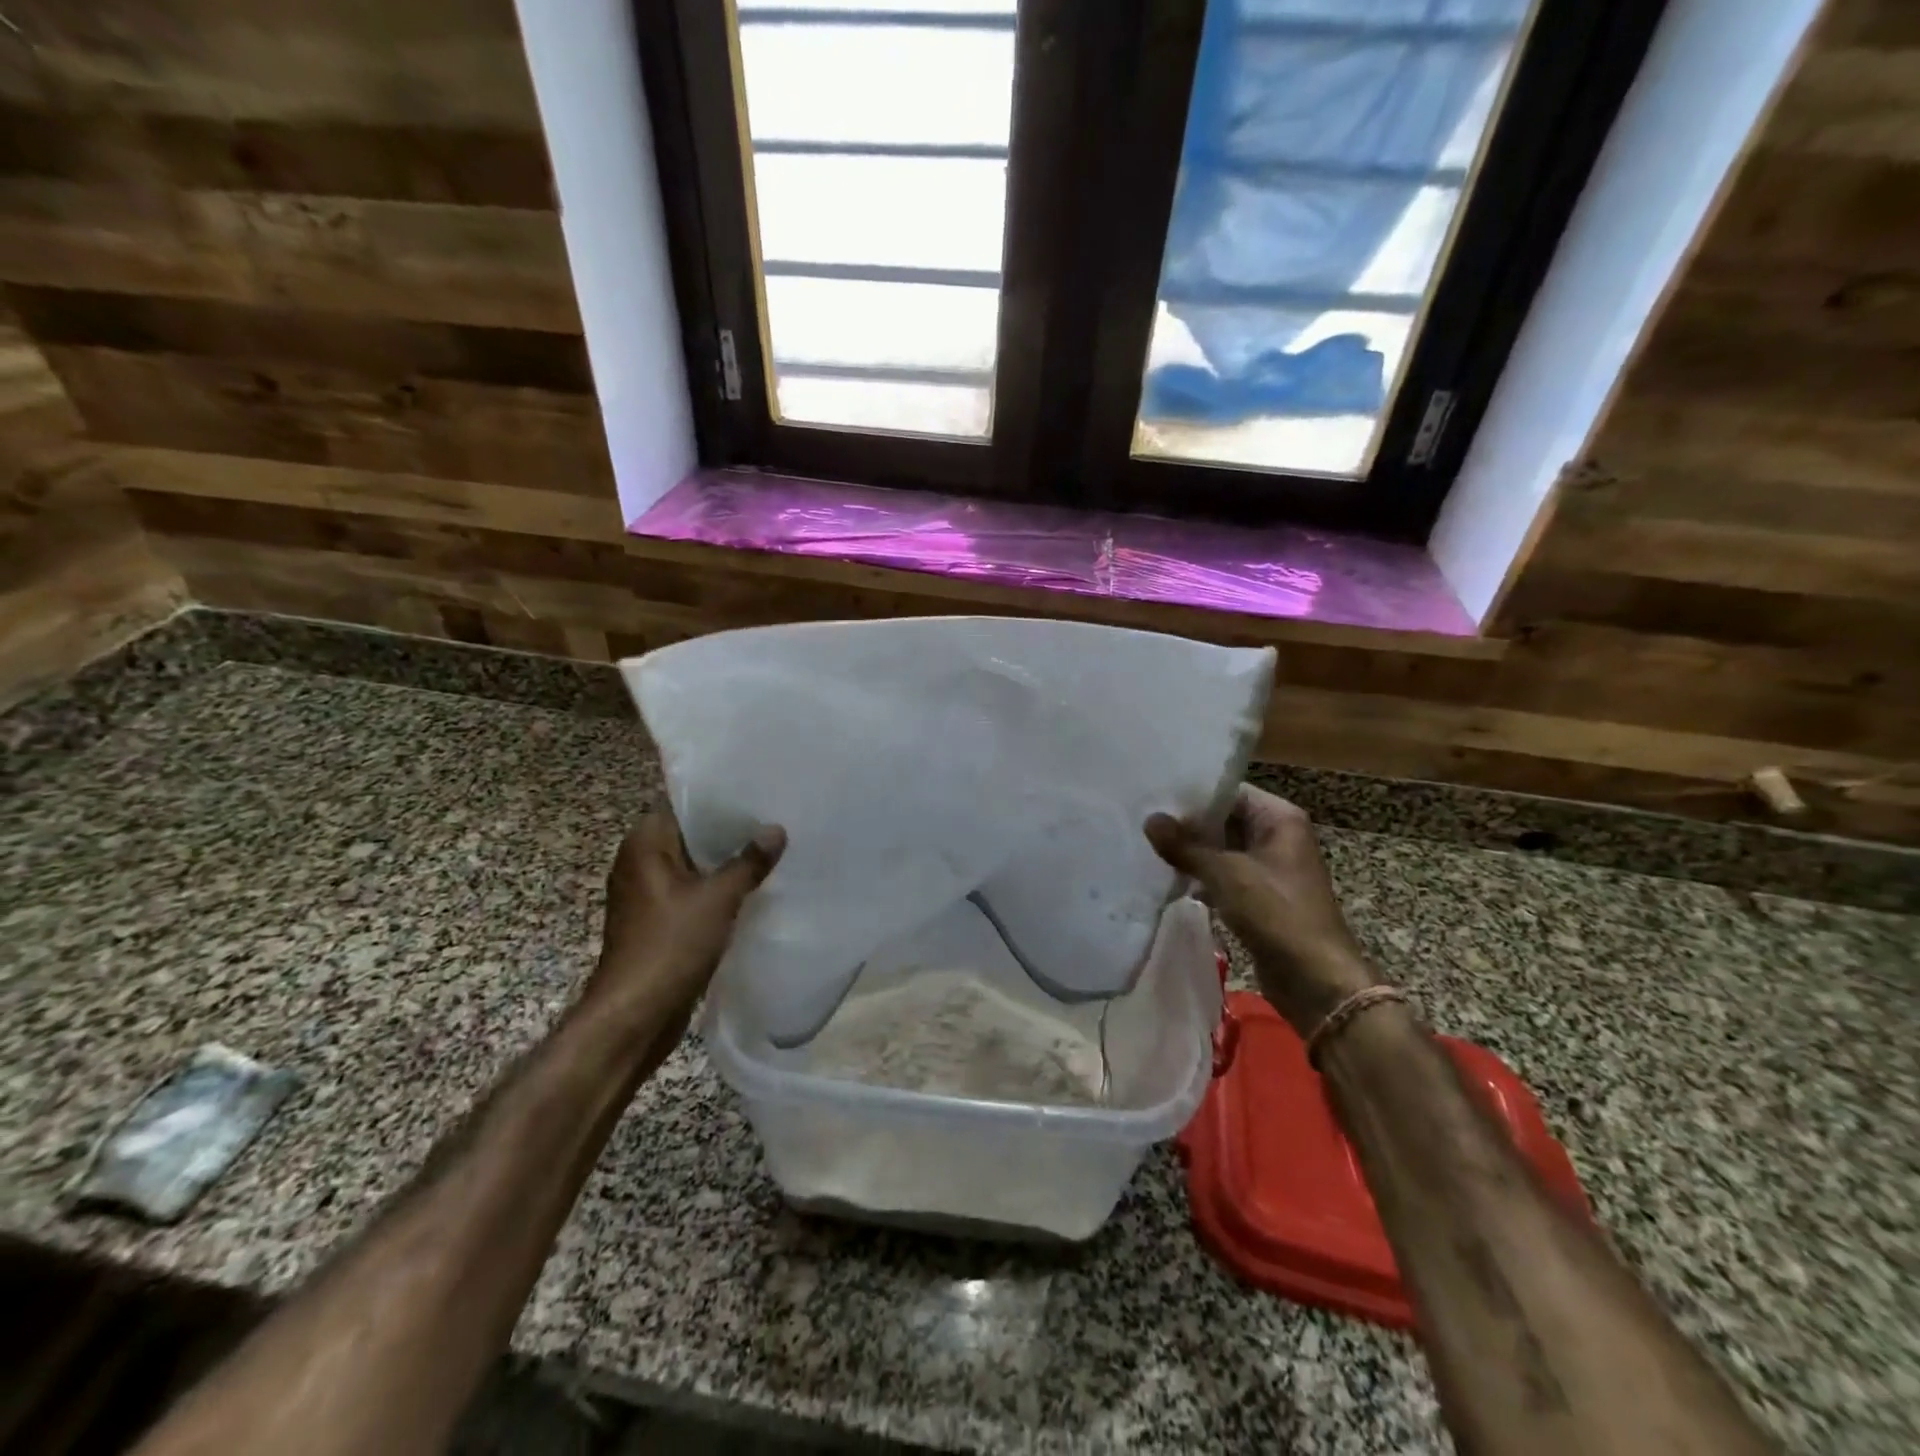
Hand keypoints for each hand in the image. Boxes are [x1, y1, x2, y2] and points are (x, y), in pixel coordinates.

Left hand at [582, 809, 785, 1044]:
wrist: (635, 1015)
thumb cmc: (670, 945)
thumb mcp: (718, 899)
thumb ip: (748, 862)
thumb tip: (776, 829)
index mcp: (644, 846)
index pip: (681, 805)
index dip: (718, 798)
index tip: (756, 793)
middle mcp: (640, 863)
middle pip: (690, 835)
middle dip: (729, 831)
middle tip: (774, 819)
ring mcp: (648, 894)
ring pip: (694, 865)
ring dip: (725, 862)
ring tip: (770, 849)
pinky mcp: (658, 921)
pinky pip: (692, 892)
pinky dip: (717, 888)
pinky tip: (752, 888)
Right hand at [1146, 785, 1376, 1035]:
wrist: (1315, 979)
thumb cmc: (1277, 913)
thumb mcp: (1226, 874)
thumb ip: (1185, 846)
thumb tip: (1150, 819)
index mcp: (1279, 818)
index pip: (1228, 791)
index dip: (1191, 794)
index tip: (1152, 795)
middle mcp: (1276, 836)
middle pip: (1223, 819)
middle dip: (1186, 824)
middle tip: (1141, 820)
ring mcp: (1268, 867)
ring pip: (1221, 849)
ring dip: (1190, 852)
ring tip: (1146, 846)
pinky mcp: (1259, 896)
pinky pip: (1223, 875)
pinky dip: (1200, 876)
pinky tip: (1166, 877)